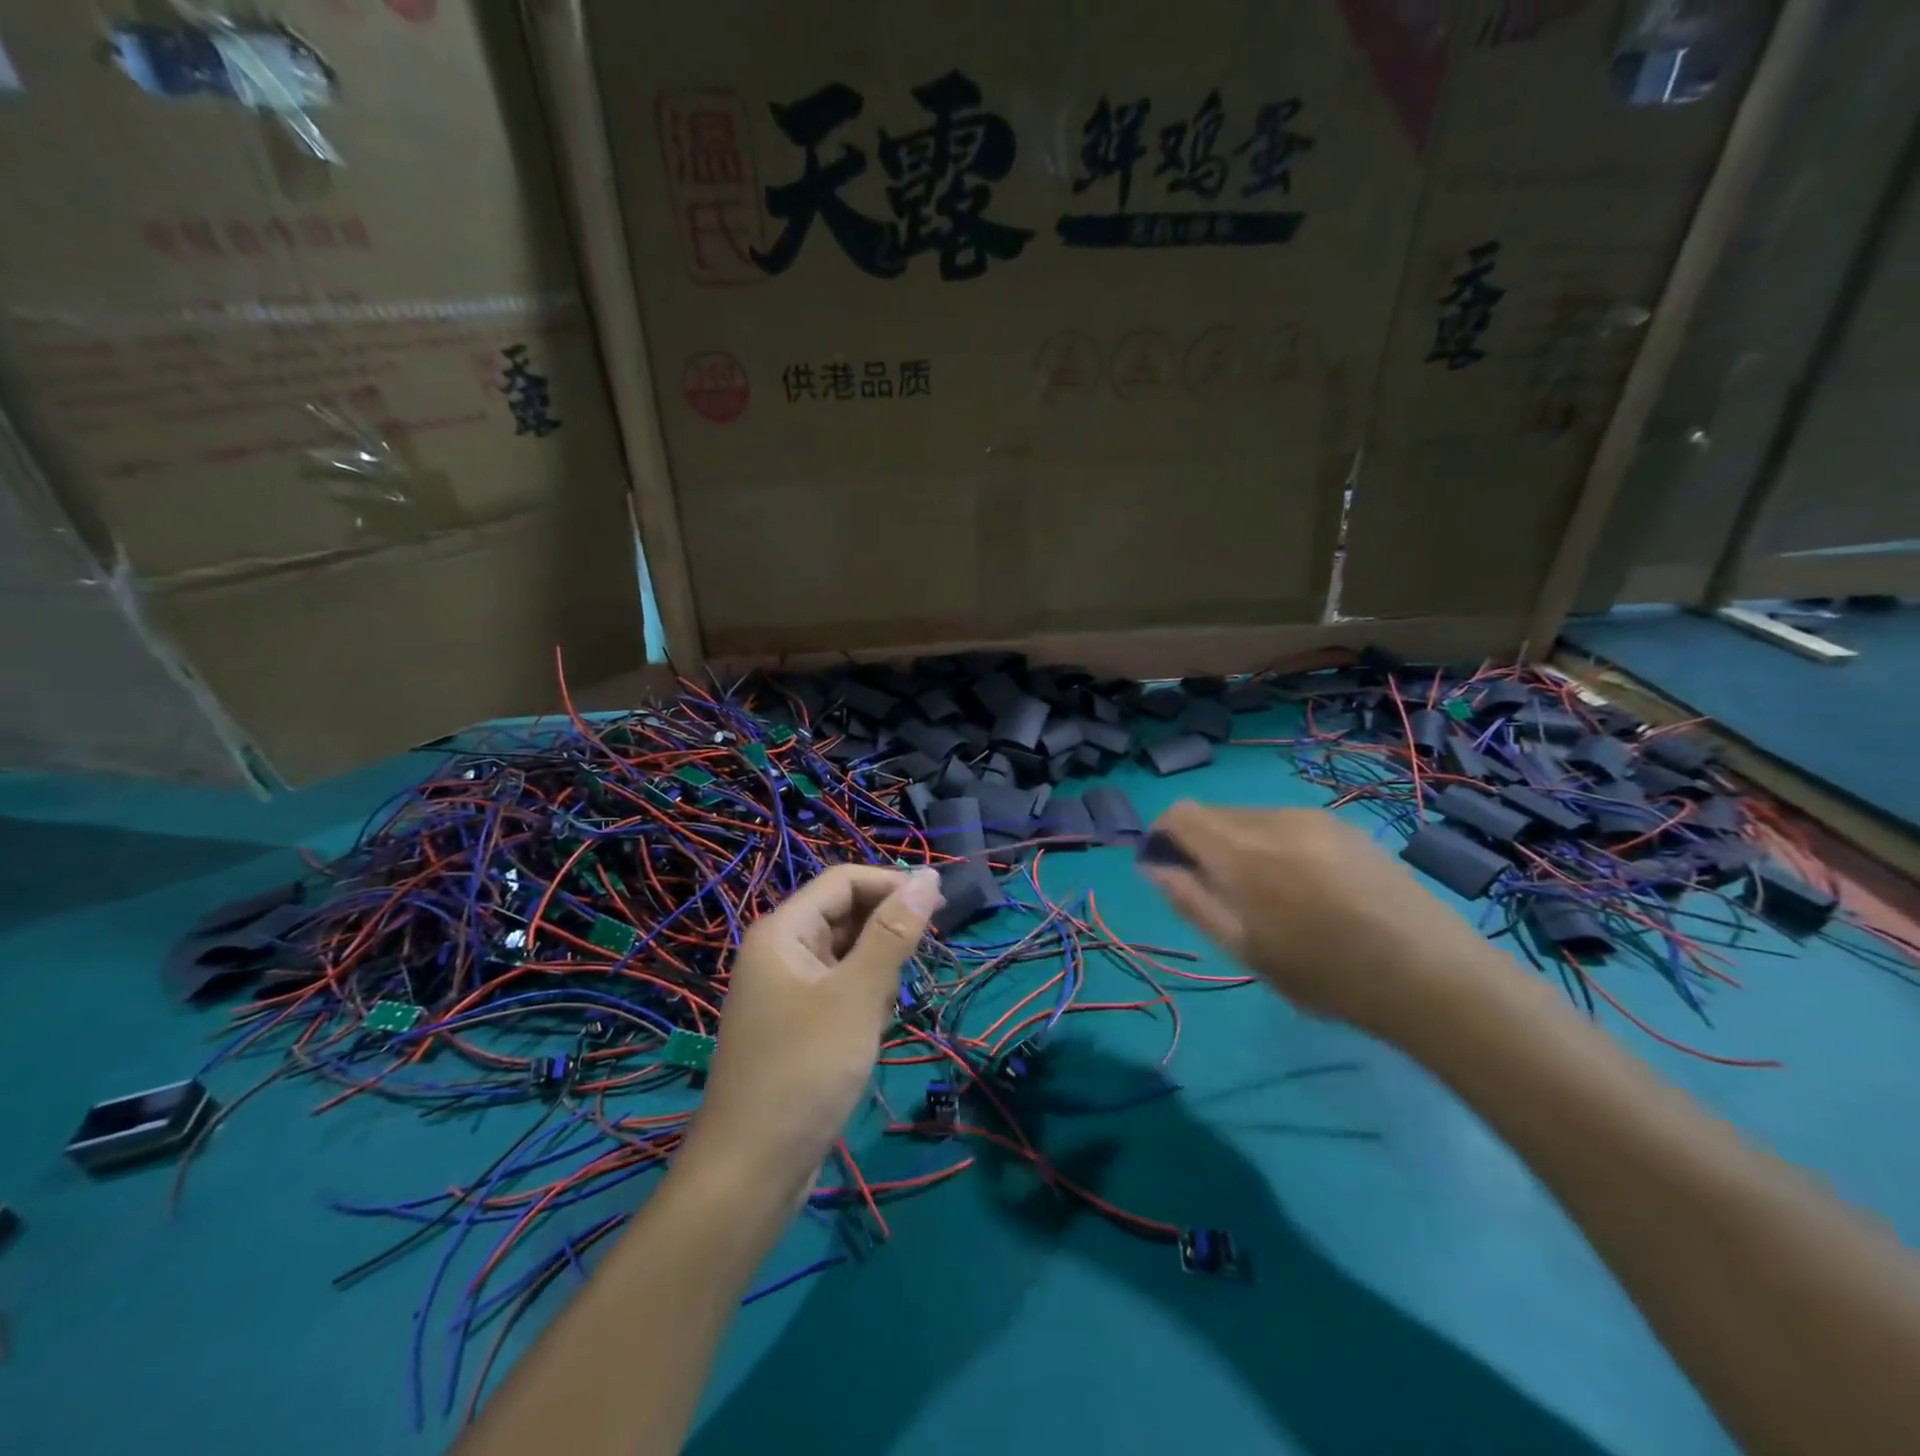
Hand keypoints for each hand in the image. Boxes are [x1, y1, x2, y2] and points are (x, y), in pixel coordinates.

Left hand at [679, 865, 943, 1197]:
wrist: (752, 1171)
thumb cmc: (805, 1071)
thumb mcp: (857, 996)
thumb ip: (894, 933)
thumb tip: (928, 876)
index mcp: (783, 931)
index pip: (844, 881)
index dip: (892, 884)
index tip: (942, 903)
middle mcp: (780, 951)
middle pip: (845, 915)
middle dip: (884, 936)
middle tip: (914, 970)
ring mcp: (785, 989)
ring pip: (847, 955)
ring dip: (875, 975)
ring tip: (878, 1016)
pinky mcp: (796, 1022)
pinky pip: (839, 989)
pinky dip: (862, 1002)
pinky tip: (868, 1035)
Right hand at [1138, 803, 1500, 1039]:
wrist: (1433, 976)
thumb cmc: (1327, 975)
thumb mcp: (1245, 949)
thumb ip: (1191, 901)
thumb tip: (1154, 866)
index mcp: (1243, 853)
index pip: (1180, 814)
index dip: (1163, 836)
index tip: (1169, 869)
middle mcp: (1274, 820)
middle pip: (1214, 814)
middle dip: (1202, 845)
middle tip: (1222, 895)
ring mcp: (1313, 818)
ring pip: (1250, 818)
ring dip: (1239, 845)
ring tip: (1270, 896)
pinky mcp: (1343, 825)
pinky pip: (1286, 822)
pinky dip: (1274, 845)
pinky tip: (1306, 887)